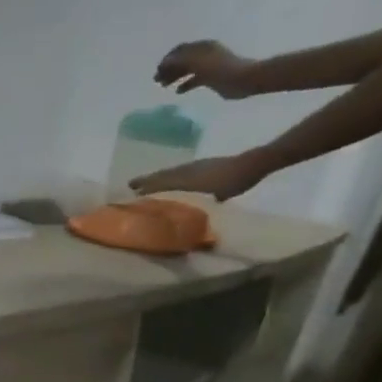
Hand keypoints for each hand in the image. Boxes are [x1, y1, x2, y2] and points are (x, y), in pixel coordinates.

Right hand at [130, 152, 268, 201]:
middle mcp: (185, 170)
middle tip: (130, 187)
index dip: (144, 187)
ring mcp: (195, 166)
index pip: (158, 182)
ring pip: (170, 173)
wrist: (254, 164)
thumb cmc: (233, 181)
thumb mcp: (212, 197)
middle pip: (161, 176)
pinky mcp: (203, 167)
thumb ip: (193, 205)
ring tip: (145, 185)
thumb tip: (175, 218)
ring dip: (157, 179)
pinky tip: (171, 183)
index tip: (128, 192)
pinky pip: (179, 172)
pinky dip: (170, 177)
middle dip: (146, 182)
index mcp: (184, 177)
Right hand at [155, 40, 259, 98]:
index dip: (167, 60)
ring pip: (186, 70)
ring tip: (164, 87)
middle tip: (156, 81)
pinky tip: (178, 92)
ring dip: (174, 77)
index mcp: (201, 47)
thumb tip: (164, 62)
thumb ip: (180, 60)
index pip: (179, 50)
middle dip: (168, 69)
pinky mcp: (211, 78)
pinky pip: (194, 80)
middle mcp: (203, 54)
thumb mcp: (198, 62)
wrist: (244, 79)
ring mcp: (208, 66)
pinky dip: (185, 84)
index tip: (157, 71)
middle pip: (182, 60)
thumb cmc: (220, 69)